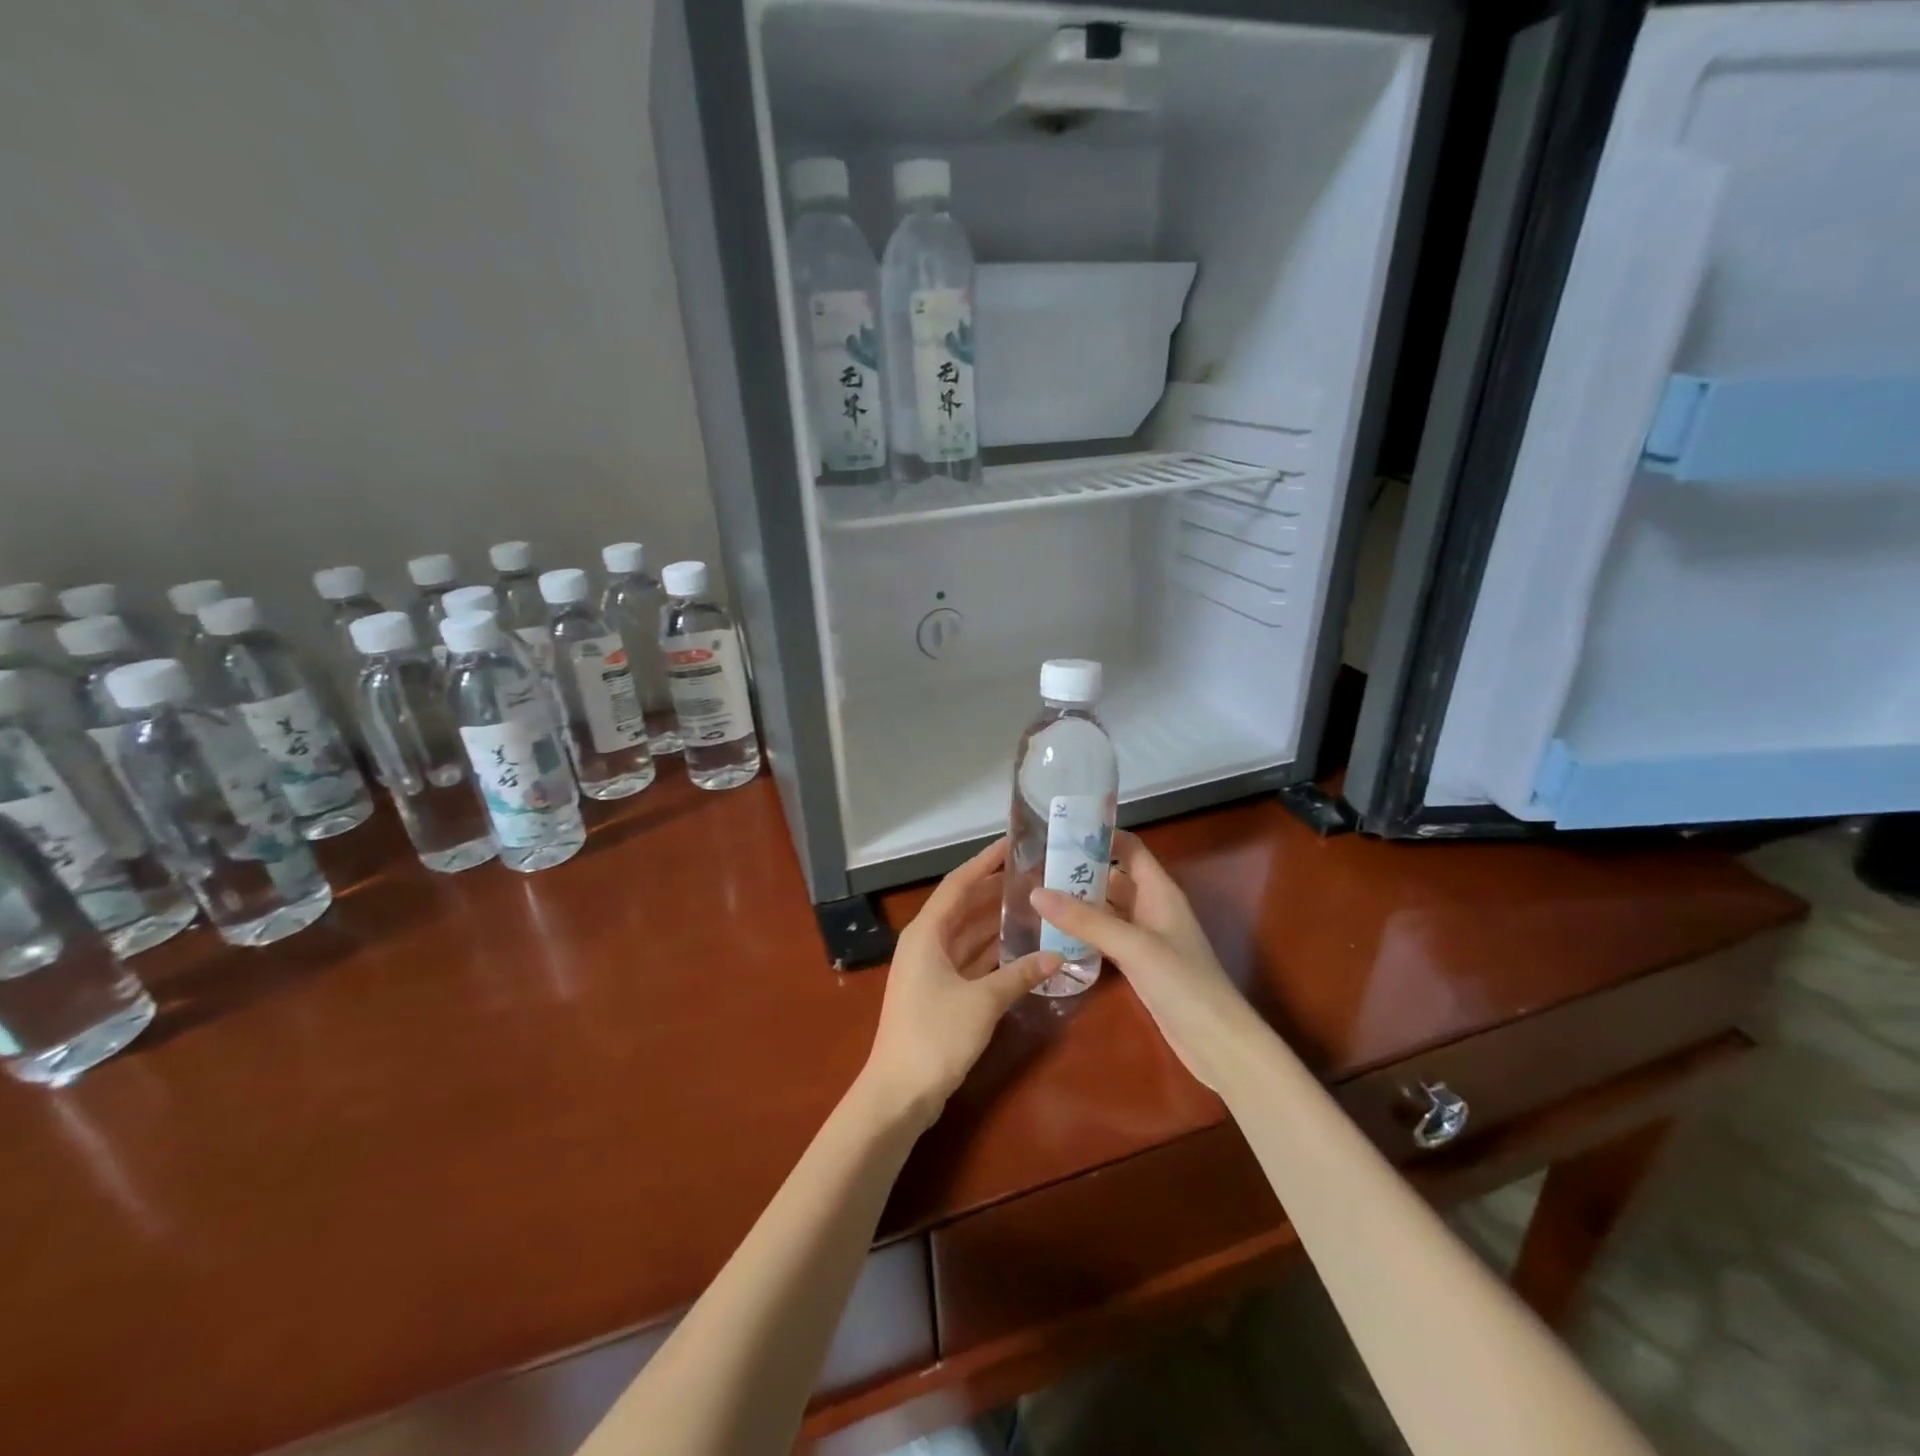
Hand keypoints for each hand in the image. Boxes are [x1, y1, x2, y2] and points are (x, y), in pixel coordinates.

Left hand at [860, 839, 1059, 1128]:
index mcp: (927, 932)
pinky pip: (970, 959)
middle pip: (965, 906)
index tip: (1013, 843)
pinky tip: (1022, 948)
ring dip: (997, 922)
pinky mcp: (939, 992)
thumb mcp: (983, 1002)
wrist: (899, 1093)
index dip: (985, 861)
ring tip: (1036, 905)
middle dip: (997, 891)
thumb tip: (1057, 955)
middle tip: (1036, 876)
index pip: (959, 883)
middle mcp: (926, 942)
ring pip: (969, 934)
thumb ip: (1020, 975)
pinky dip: (993, 952)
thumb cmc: (935, 1036)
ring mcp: (931, 969)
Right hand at [1032, 831, 1258, 1090]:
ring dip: (1079, 901)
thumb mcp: (1132, 946)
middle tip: (1035, 866)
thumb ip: (1085, 920)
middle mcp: (1152, 907)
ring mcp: (1145, 936)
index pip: (1129, 848)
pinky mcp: (1138, 963)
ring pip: (1107, 908)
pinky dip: (1084, 931)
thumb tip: (1036, 892)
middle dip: (1079, 869)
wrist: (1216, 1042)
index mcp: (1159, 891)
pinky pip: (1106, 936)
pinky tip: (1055, 934)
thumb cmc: (1183, 983)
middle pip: (1113, 876)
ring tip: (1036, 894)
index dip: (1100, 835)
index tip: (1059, 831)